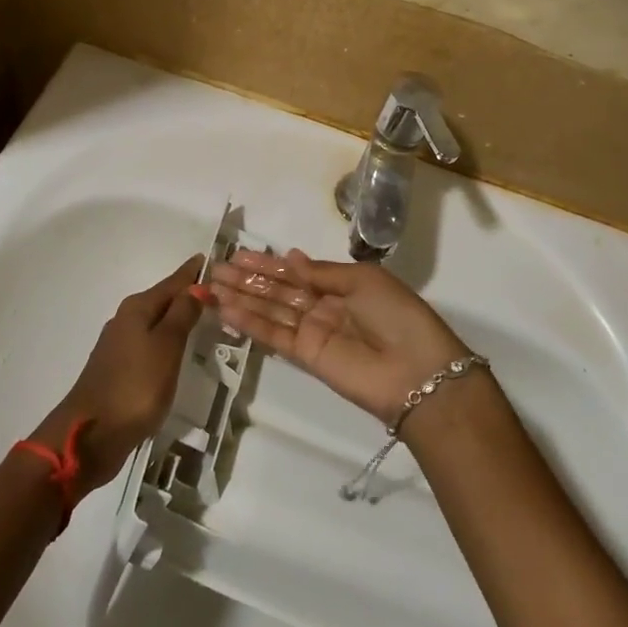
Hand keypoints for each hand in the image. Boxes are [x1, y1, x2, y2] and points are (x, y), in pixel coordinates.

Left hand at [32, 255, 206, 497]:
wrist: (90, 435)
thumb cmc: (135, 386)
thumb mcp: (166, 346)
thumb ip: (183, 314)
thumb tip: (197, 285)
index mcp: (137, 308)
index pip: (173, 282)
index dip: (194, 272)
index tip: (214, 259)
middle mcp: (126, 320)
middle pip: (163, 300)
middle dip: (188, 293)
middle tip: (219, 291)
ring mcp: (120, 346)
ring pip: (157, 323)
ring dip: (178, 318)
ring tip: (205, 318)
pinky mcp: (119, 370)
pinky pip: (151, 345)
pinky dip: (168, 341)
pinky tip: (179, 351)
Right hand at [208, 249, 468, 424]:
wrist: (417, 371)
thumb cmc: (396, 314)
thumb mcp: (363, 280)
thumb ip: (321, 272)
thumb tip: (289, 256)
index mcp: (340, 285)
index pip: (296, 271)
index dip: (268, 263)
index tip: (238, 254)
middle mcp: (322, 307)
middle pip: (277, 290)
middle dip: (247, 279)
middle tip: (214, 268)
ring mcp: (312, 332)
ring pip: (269, 310)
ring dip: (241, 298)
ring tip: (210, 287)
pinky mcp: (305, 357)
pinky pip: (273, 335)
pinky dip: (250, 323)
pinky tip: (226, 310)